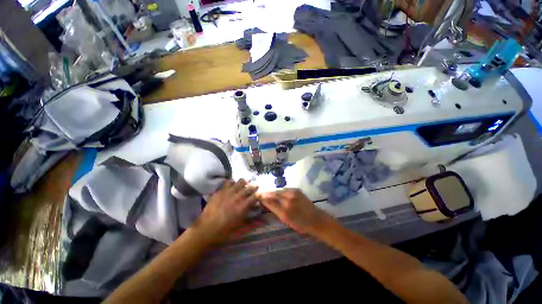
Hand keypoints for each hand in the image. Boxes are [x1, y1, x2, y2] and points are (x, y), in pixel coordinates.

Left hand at [193, 179, 258, 243]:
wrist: (205, 229)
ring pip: (240, 182)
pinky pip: (228, 182)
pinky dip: (232, 182)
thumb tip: (264, 221)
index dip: (259, 193)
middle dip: (254, 185)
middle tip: (256, 184)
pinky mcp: (220, 191)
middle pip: (249, 187)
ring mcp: (229, 192)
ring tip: (245, 182)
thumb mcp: (240, 229)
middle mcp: (238, 197)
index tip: (261, 192)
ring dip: (244, 182)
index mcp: (243, 206)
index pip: (255, 196)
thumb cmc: (224, 231)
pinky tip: (233, 184)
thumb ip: (252, 222)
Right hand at [261, 189, 334, 235]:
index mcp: (285, 210)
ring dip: (273, 191)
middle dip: (267, 193)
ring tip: (268, 193)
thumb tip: (266, 202)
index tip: (258, 197)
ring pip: (279, 190)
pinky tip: (278, 193)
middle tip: (261, 193)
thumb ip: (275, 210)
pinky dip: (280, 191)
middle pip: (274, 193)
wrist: (316, 219)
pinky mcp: (297, 189)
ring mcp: (293, 193)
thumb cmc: (300, 223)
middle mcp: (288, 199)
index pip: (270, 202)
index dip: (263, 198)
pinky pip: (285, 189)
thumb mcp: (286, 220)